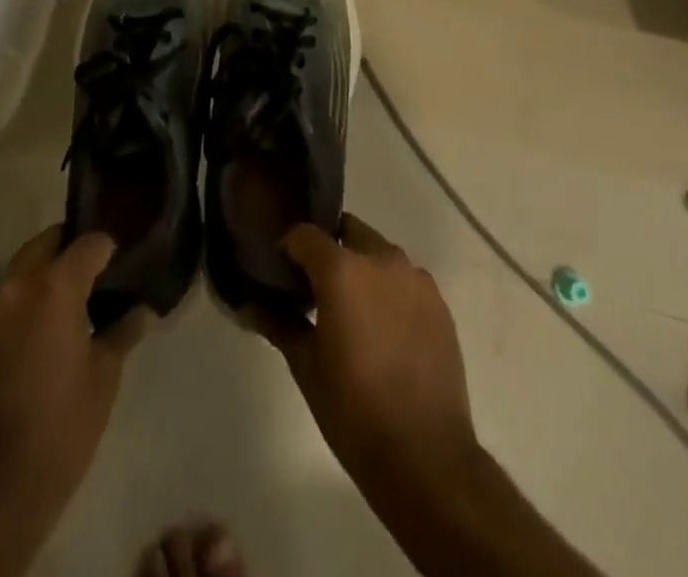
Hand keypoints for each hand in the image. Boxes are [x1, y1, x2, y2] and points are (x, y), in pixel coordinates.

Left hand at [0, 226, 150, 573]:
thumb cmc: (60, 431)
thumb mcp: (104, 379)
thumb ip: (122, 332)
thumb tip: (141, 310)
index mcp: (53, 289)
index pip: (88, 244)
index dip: (109, 248)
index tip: (123, 262)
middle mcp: (15, 289)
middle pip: (45, 244)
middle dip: (70, 248)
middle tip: (95, 272)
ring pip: (20, 272)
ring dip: (43, 276)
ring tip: (69, 304)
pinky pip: (1, 304)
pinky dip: (22, 305)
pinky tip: (38, 337)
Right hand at [257, 214, 479, 493]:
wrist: (426, 455)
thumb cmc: (354, 410)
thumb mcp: (306, 367)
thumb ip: (279, 324)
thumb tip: (248, 305)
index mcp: (343, 270)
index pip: (305, 234)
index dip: (289, 247)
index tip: (282, 271)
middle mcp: (381, 259)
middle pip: (347, 232)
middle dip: (329, 251)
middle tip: (316, 288)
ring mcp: (415, 278)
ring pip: (379, 254)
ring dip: (361, 268)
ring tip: (352, 310)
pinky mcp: (439, 302)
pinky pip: (405, 279)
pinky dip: (389, 290)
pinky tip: (384, 329)